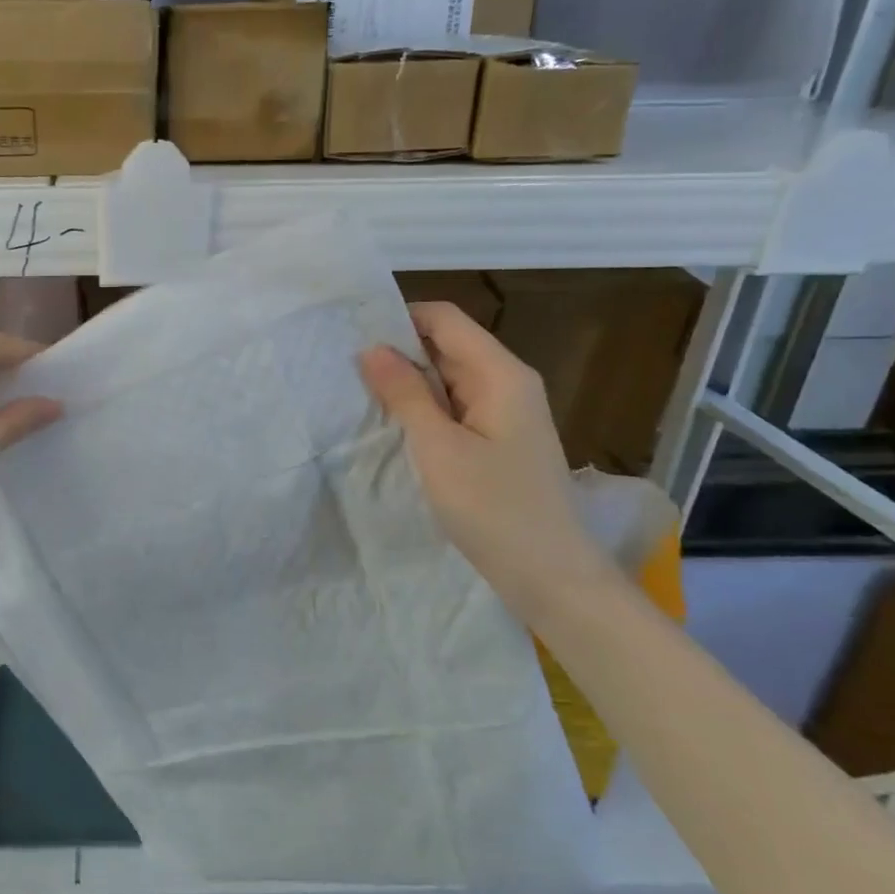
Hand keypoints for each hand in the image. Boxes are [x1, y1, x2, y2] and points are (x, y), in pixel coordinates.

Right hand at [358, 302, 617, 612]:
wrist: (550, 575)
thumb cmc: (493, 507)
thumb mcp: (439, 447)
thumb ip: (405, 394)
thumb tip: (372, 348)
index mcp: (500, 373)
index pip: (444, 319)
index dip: (399, 318)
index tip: (352, 334)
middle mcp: (507, 382)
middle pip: (446, 344)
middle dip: (398, 351)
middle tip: (344, 367)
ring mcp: (505, 413)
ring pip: (448, 378)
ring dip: (407, 382)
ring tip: (358, 393)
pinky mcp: (498, 440)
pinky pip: (454, 407)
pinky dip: (423, 408)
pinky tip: (392, 424)